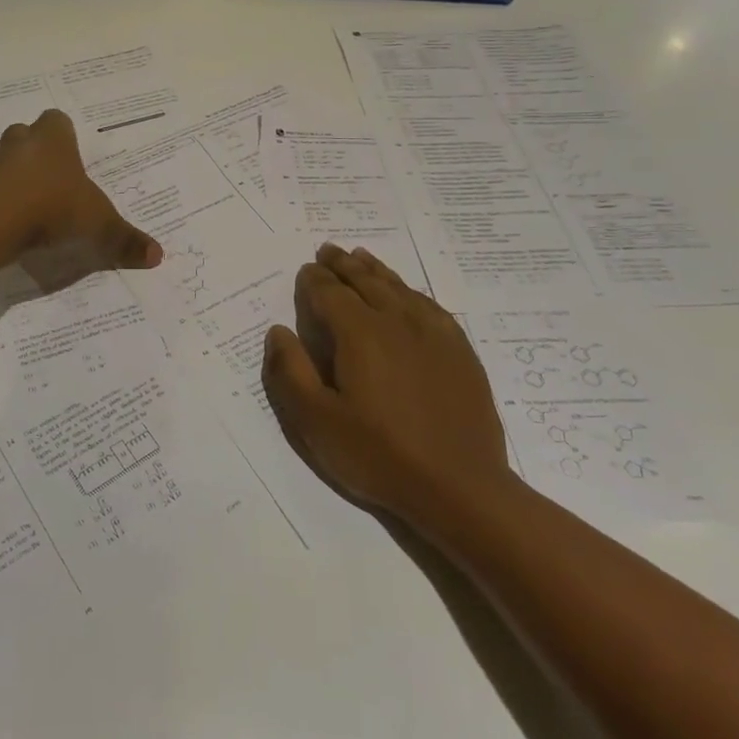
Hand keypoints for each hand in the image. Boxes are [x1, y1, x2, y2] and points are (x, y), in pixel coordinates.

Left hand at [0, 110, 162, 289]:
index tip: (70, 159)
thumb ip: (124, 239)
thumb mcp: (97, 226)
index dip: (63, 137)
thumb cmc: (51, 208)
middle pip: (24, 136)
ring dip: (9, 178)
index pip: (57, 121)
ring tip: (25, 207)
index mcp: (52, 140)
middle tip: (49, 182)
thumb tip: (158, 255)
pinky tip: (4, 225)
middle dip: (34, 154)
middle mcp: (18, 144)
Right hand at [261, 244, 516, 527]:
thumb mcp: (316, 421)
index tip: (305, 269)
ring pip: (399, 288)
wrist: (461, 488)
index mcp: (360, 333)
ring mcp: (434, 334)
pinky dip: (411, 291)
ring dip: (375, 270)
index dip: (314, 279)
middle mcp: (397, 321)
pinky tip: (407, 294)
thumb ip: (290, 371)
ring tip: (361, 257)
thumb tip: (278, 331)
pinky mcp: (460, 351)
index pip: (330, 293)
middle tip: (329, 251)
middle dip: (343, 265)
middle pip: (366, 281)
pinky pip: (429, 306)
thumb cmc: (379, 456)